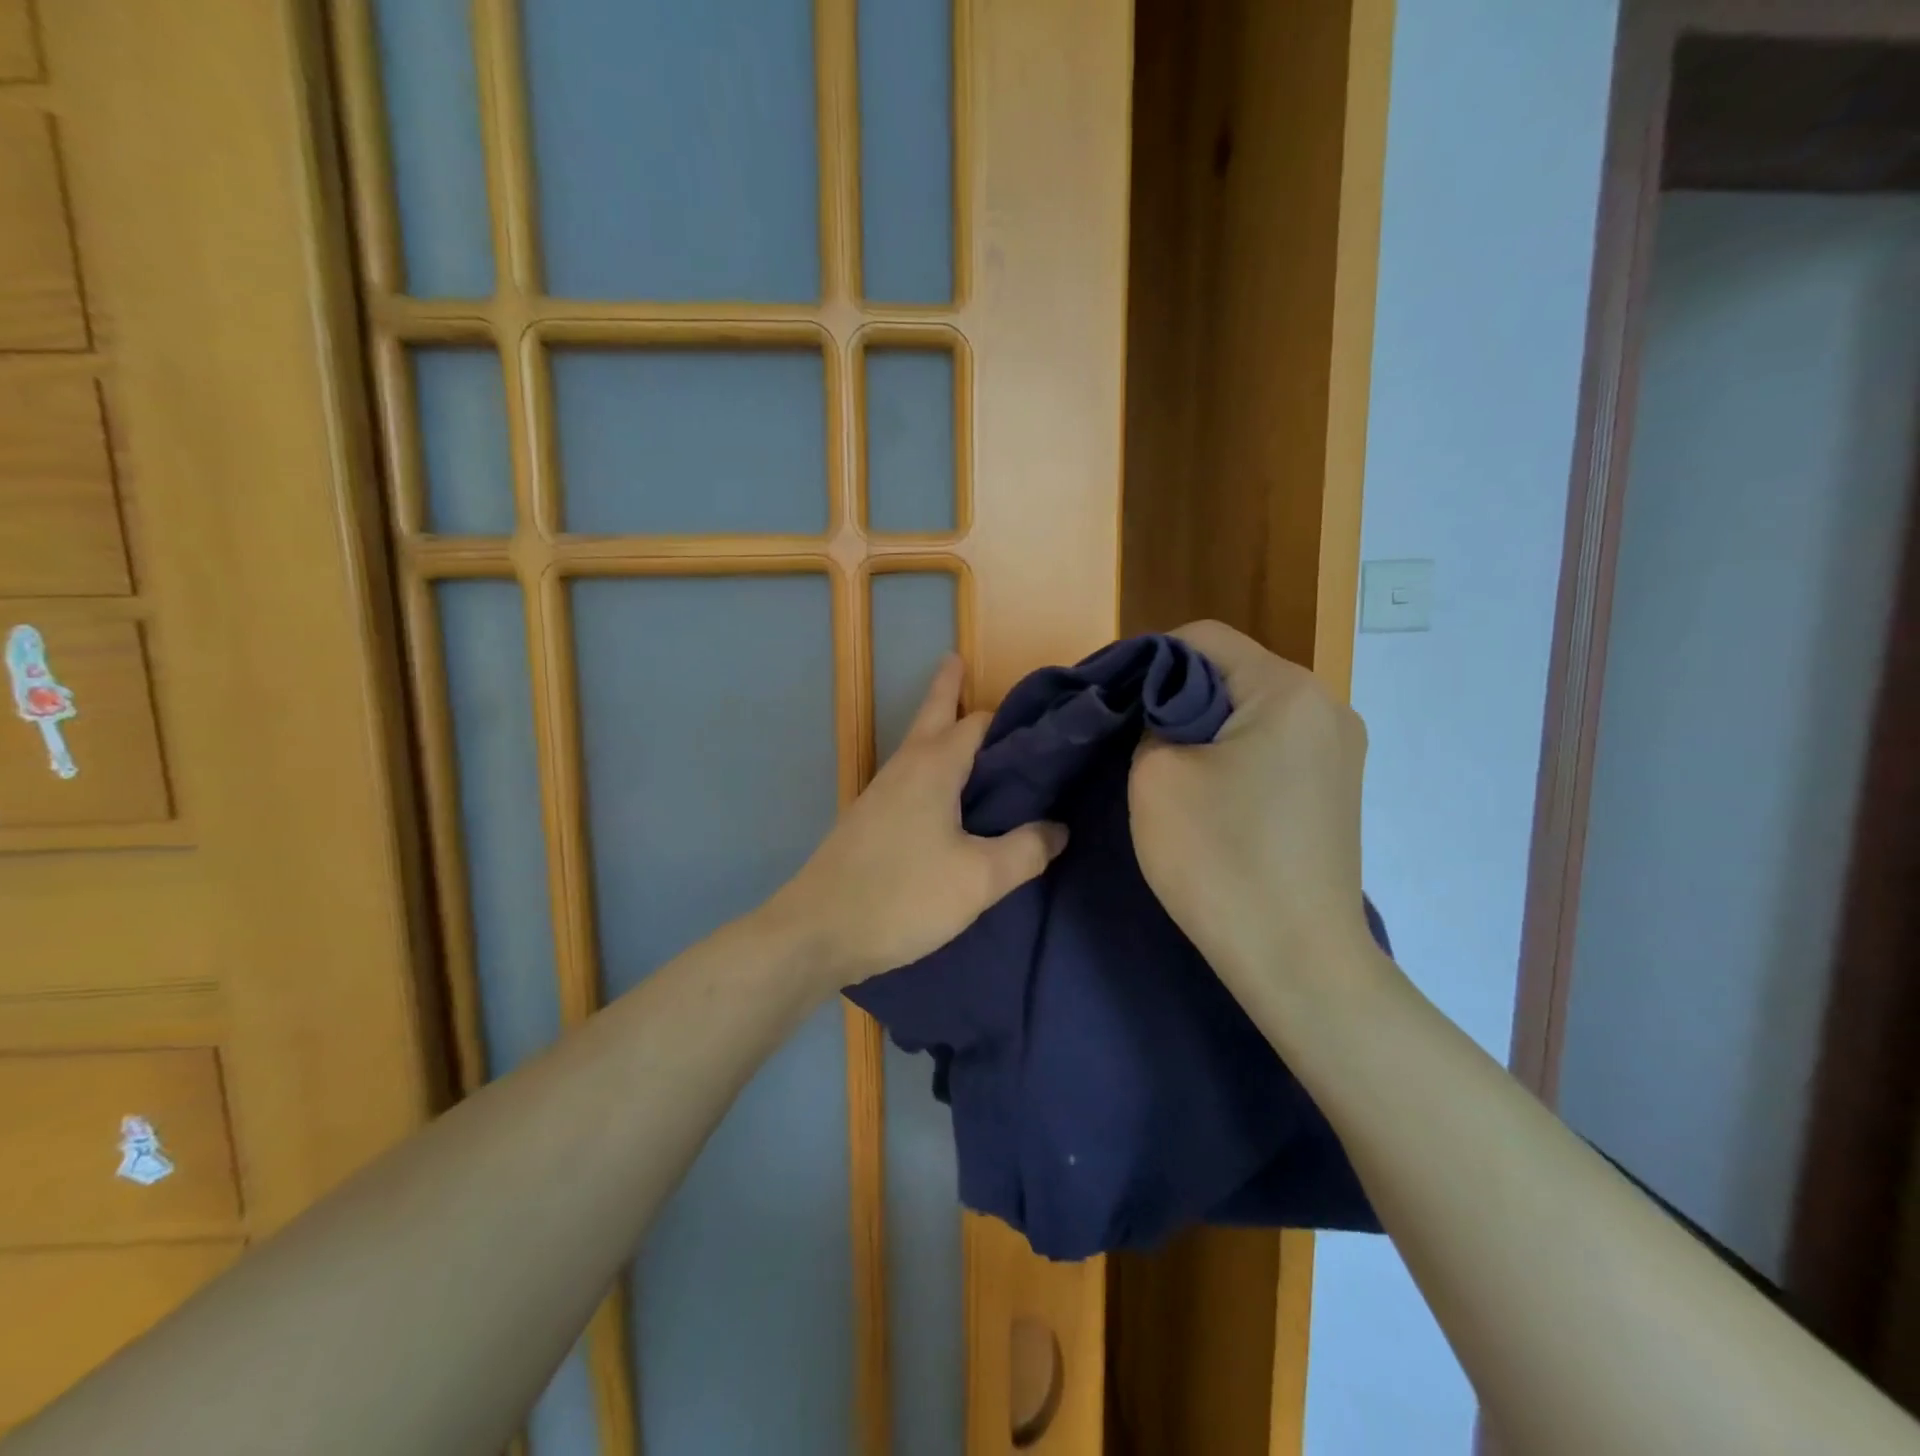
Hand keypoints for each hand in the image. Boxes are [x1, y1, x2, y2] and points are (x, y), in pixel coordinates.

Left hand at [767, 655, 1067, 987]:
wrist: (817, 932)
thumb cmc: (902, 895)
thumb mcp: (979, 879)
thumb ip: (1026, 850)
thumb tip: (1058, 827)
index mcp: (934, 766)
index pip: (979, 722)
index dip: (1012, 717)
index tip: (1044, 717)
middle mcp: (905, 767)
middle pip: (932, 714)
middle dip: (948, 688)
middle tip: (961, 661)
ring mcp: (882, 793)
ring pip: (919, 747)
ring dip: (941, 729)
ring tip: (972, 733)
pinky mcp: (871, 820)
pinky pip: (912, 779)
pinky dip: (935, 769)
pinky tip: (950, 798)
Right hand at [1129, 621, 1374, 1000]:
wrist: (1297, 962)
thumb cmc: (1221, 861)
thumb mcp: (1156, 776)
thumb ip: (1149, 721)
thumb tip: (1160, 715)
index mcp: (1288, 690)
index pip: (1202, 638)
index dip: (1144, 658)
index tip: (1110, 700)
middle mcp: (1327, 707)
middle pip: (1230, 672)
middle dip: (1173, 696)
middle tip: (1129, 736)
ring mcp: (1339, 751)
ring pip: (1250, 712)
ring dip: (1202, 728)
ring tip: (1165, 768)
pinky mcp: (1335, 789)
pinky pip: (1272, 747)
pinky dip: (1232, 756)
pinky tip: (1208, 794)